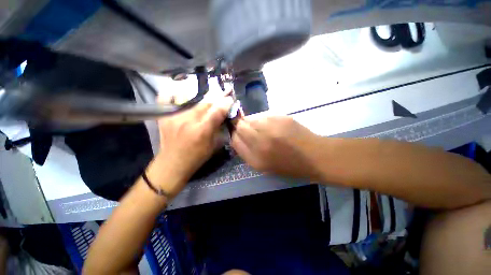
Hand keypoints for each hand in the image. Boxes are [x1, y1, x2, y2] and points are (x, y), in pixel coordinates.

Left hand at [152, 96, 232, 195]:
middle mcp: (188, 120)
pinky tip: (180, 93)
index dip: (225, 103)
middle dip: (216, 96)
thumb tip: (224, 114)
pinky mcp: (164, 116)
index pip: (217, 111)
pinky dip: (173, 93)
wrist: (172, 163)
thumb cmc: (197, 156)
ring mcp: (174, 116)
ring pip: (190, 98)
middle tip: (223, 92)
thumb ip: (219, 128)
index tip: (230, 99)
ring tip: (207, 94)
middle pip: (205, 103)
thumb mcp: (213, 145)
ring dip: (202, 95)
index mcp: (202, 130)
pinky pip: (166, 98)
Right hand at [231, 116, 321, 179]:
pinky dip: (263, 119)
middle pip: (240, 126)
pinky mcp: (279, 117)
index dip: (234, 135)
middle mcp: (260, 141)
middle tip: (249, 129)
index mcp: (255, 158)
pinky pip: (263, 115)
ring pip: (250, 118)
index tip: (238, 135)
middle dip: (240, 126)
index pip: (234, 139)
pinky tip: (272, 126)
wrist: (313, 156)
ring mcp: (270, 127)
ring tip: (262, 128)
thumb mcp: (263, 166)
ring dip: (252, 122)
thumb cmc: (288, 165)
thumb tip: (237, 137)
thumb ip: (246, 152)